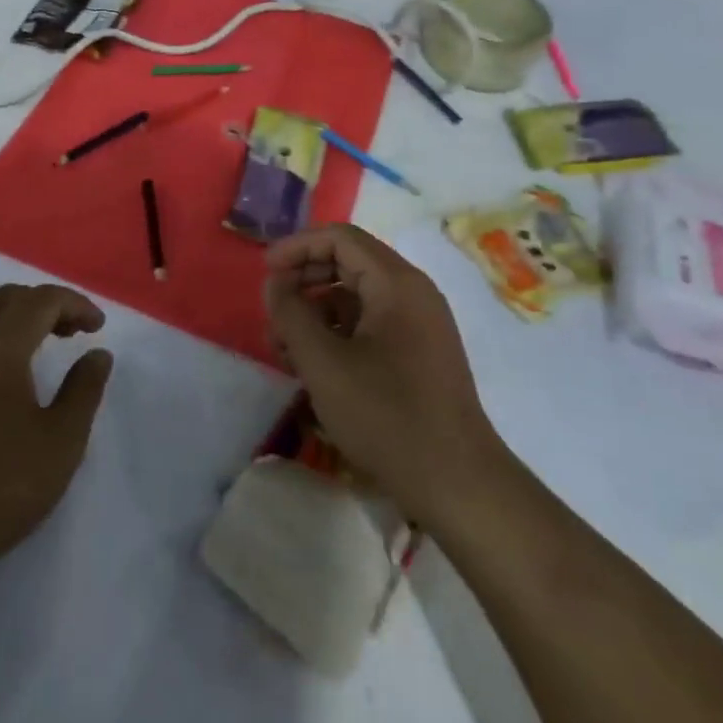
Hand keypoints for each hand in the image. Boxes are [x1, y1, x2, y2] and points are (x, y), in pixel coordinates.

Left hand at [0, 284, 113, 587]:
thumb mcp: (61, 442)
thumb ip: (84, 390)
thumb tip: (98, 353)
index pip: (42, 300)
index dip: (75, 304)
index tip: (99, 327)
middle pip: (8, 297)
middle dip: (46, 304)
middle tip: (74, 331)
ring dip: (15, 314)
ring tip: (40, 341)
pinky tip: (5, 368)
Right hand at [264, 224, 503, 530]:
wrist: (457, 484)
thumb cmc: (386, 415)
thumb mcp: (323, 363)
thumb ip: (291, 314)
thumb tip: (276, 284)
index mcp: (396, 283)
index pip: (339, 238)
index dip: (297, 247)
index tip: (265, 273)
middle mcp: (412, 293)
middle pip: (348, 263)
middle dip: (304, 281)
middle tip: (273, 312)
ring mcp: (419, 324)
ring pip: (356, 297)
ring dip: (316, 312)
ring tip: (287, 349)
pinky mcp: (419, 353)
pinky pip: (370, 324)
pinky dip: (338, 334)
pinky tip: (314, 368)